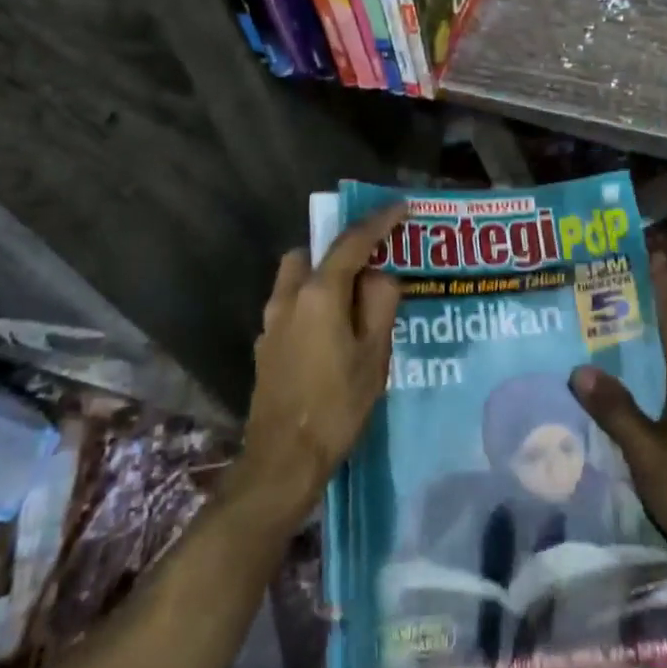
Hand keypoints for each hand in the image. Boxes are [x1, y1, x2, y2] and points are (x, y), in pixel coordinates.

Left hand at [234, 206, 405, 527]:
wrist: (282, 460)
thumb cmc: (337, 405)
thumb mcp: (374, 355)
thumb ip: (380, 304)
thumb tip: (380, 275)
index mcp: (319, 294)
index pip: (352, 243)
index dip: (379, 221)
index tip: (401, 207)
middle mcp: (288, 298)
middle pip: (312, 254)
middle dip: (340, 250)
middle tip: (372, 265)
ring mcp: (271, 322)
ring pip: (297, 279)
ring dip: (324, 277)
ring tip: (355, 301)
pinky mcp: (265, 346)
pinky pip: (291, 306)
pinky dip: (312, 303)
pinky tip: (332, 332)